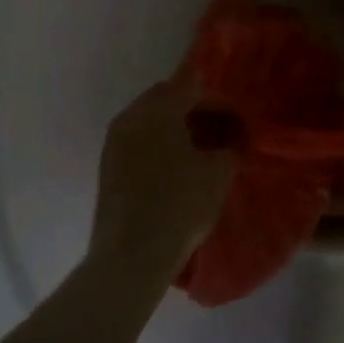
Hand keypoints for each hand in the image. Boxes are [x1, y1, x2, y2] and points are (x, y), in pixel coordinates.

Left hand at [91, 77, 235, 275]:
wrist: (131, 255)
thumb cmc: (180, 206)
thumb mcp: (218, 174)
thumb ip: (227, 146)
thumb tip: (228, 141)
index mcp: (158, 110)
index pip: (192, 87)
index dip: (218, 101)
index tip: (236, 122)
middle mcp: (131, 117)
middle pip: (166, 97)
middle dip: (194, 109)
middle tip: (218, 132)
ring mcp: (114, 141)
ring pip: (149, 118)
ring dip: (174, 126)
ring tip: (198, 151)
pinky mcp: (107, 165)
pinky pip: (138, 139)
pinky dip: (158, 143)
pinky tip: (175, 167)